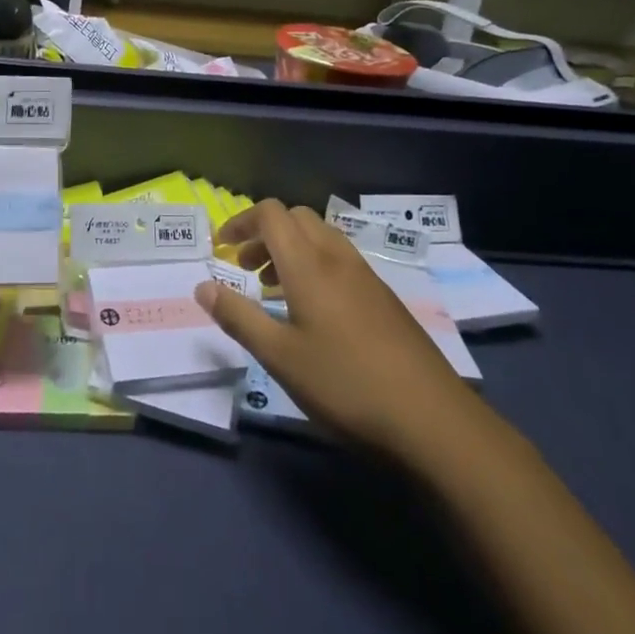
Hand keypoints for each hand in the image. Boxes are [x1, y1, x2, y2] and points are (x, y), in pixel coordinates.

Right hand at [198, 200, 480, 456]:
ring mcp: (367, 277)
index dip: (241, 221)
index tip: (221, 249)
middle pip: (297, 218)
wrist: (432, 420)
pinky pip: (340, 261)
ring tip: (273, 290)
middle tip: (245, 268)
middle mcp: (338, 259)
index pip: (271, 214)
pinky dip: (314, 266)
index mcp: (309, 265)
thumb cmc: (346, 385)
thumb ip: (238, 318)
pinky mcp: (385, 299)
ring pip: (321, 238)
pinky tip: (312, 312)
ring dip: (290, 249)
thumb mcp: (280, 357)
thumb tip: (202, 287)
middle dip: (264, 233)